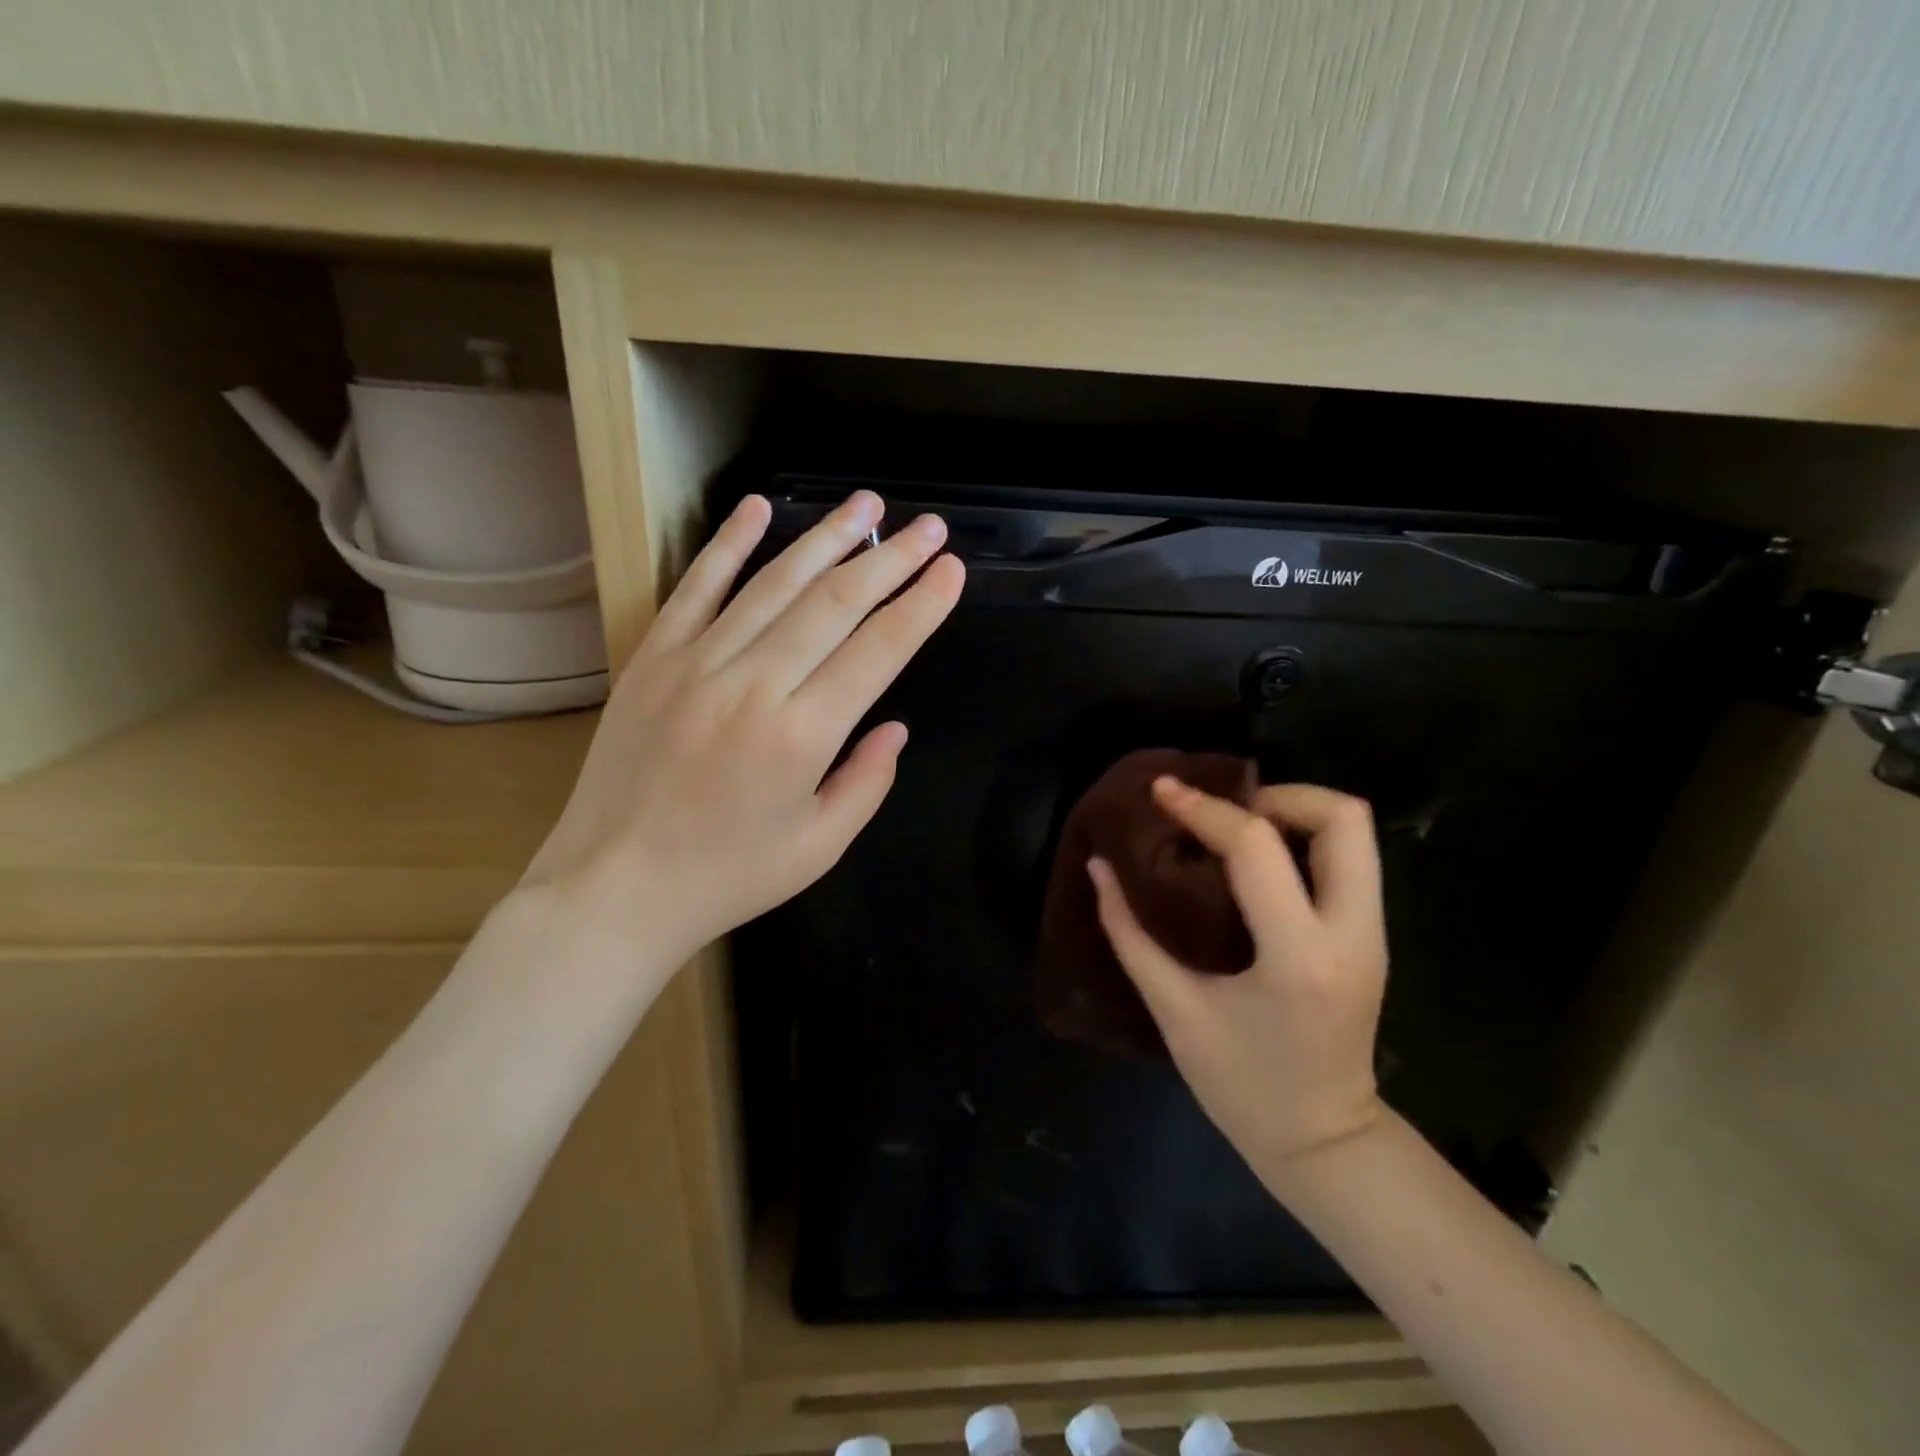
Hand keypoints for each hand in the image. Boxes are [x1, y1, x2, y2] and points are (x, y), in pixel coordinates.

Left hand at [520, 490, 963, 979]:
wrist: (613, 888)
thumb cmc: (726, 877)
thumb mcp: (819, 847)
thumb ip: (867, 782)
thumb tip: (894, 726)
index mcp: (802, 736)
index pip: (878, 651)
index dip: (920, 606)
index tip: (950, 570)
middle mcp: (753, 685)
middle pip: (835, 604)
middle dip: (890, 560)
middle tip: (929, 527)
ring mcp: (696, 663)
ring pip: (774, 583)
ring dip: (826, 538)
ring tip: (867, 505)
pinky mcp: (653, 658)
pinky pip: (696, 588)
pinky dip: (728, 544)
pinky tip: (757, 506)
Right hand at [1089, 777, 1388, 1174]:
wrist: (1324, 1143)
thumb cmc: (1242, 1086)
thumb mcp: (1174, 1011)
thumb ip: (1130, 933)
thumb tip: (1099, 868)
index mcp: (1298, 956)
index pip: (1257, 847)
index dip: (1203, 809)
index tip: (1162, 793)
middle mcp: (1351, 933)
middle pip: (1343, 817)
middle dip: (1276, 794)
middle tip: (1220, 812)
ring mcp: (1372, 933)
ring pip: (1354, 831)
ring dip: (1292, 811)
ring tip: (1233, 828)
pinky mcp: (1371, 936)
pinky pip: (1348, 858)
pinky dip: (1301, 838)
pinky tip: (1253, 860)